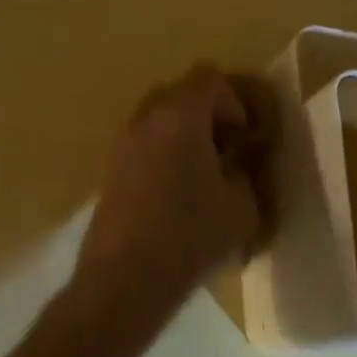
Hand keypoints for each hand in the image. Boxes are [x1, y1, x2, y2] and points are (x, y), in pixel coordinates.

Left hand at [73, 64, 275, 325]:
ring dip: (184, 138)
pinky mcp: (109, 174)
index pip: (210, 78)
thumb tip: (239, 165)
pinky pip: (142, 149)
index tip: (246, 140)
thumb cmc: (191, 236)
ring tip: (203, 179)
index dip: (236, 103)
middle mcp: (145, 120)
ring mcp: (121, 146)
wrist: (125, 278)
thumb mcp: (243, 207)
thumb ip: (247, 174)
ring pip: (158, 123)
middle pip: (180, 95)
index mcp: (180, 116)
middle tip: (227, 153)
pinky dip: (163, 158)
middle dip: (209, 116)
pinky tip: (177, 199)